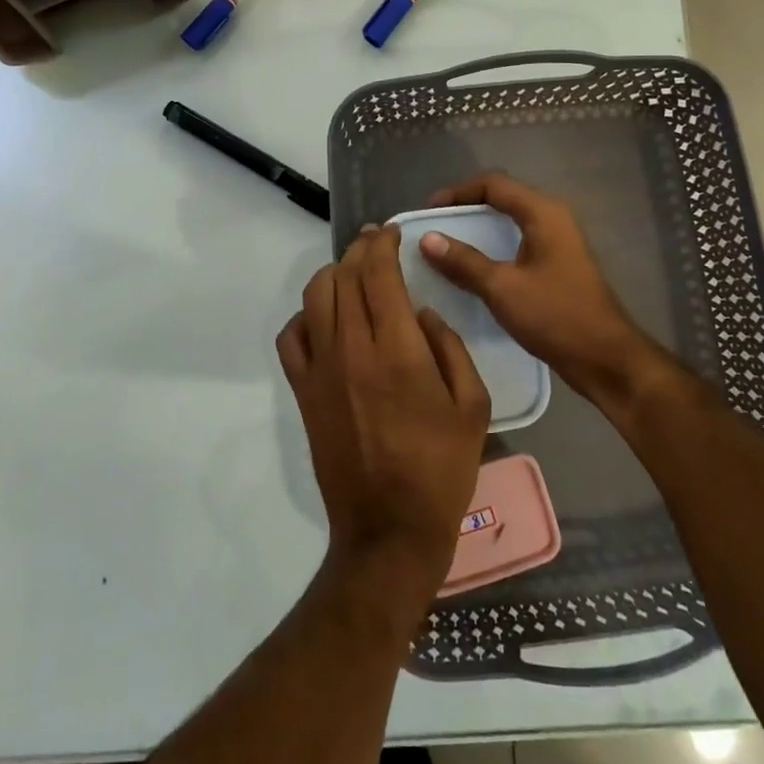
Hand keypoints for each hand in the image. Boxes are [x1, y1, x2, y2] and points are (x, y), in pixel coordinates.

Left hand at [278, 225, 491, 628]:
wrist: (389, 529)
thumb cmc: (441, 469)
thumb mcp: (472, 406)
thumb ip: (449, 348)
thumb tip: (420, 314)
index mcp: (398, 350)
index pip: (378, 274)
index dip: (383, 244)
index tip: (392, 233)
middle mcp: (352, 349)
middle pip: (344, 276)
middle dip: (360, 250)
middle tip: (376, 244)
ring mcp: (320, 370)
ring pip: (314, 297)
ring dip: (332, 274)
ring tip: (351, 273)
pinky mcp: (303, 392)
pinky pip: (291, 337)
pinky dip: (305, 316)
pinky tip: (324, 319)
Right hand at [420, 173, 659, 410]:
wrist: (605, 358)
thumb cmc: (556, 316)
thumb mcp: (503, 288)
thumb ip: (464, 261)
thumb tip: (427, 238)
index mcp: (543, 213)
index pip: (494, 184)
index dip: (458, 192)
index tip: (429, 211)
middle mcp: (552, 219)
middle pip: (502, 198)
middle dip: (465, 209)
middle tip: (434, 227)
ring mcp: (556, 243)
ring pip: (509, 223)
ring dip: (478, 230)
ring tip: (446, 247)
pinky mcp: (556, 265)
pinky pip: (517, 244)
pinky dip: (492, 248)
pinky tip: (472, 270)